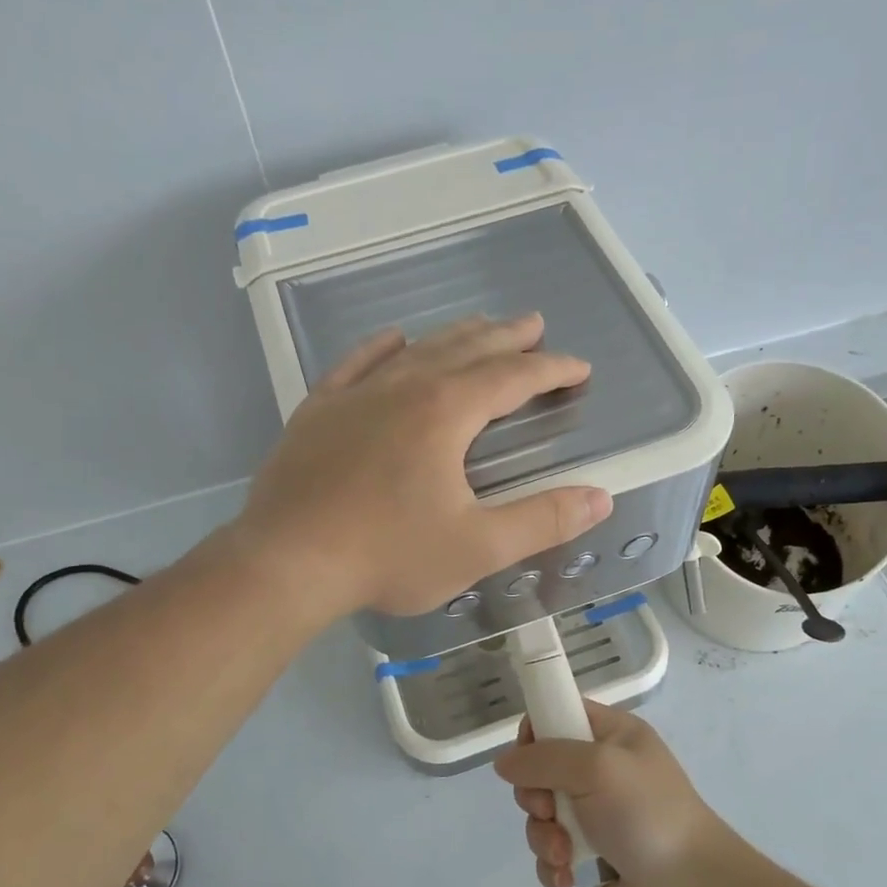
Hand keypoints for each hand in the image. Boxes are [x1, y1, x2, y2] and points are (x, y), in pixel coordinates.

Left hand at [236, 314, 612, 619]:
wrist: (286, 562)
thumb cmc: (387, 555)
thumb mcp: (477, 546)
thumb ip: (543, 519)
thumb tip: (601, 498)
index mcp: (445, 412)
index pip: (512, 377)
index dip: (551, 369)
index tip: (578, 368)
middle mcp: (403, 387)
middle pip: (466, 349)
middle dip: (506, 337)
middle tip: (535, 324)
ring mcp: (355, 395)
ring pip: (416, 350)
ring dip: (454, 336)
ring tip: (480, 326)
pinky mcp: (318, 411)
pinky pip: (356, 364)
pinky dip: (380, 348)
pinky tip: (393, 338)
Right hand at [494, 700, 731, 886]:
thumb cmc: (647, 814)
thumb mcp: (596, 768)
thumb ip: (544, 758)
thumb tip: (504, 763)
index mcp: (612, 735)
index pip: (559, 714)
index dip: (535, 733)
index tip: (527, 758)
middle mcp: (602, 771)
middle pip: (540, 769)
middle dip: (535, 796)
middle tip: (549, 810)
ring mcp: (596, 815)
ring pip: (541, 816)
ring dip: (544, 837)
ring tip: (565, 854)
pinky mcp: (591, 856)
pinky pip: (552, 853)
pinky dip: (554, 867)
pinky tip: (568, 880)